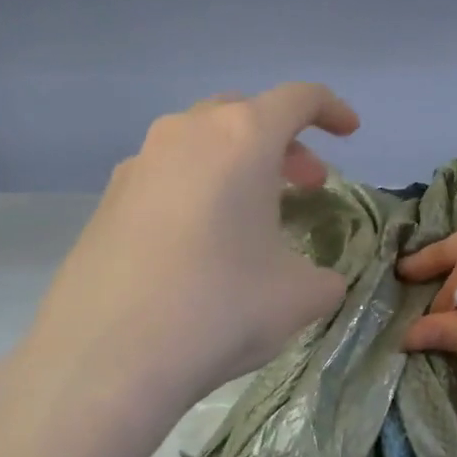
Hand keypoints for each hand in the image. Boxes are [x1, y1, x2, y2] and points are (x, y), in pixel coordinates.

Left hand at [0, 84, 358, 456]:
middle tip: (306, 185)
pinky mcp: (107, 201)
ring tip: (255, 216)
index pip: (298, 98)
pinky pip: (167, 177)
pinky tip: (202, 244)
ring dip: (238, 165)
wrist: (106, 358)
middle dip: (284, 143)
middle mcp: (186, 134)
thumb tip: (321, 281)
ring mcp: (139, 164)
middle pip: (245, 114)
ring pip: (201, 143)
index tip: (349, 134)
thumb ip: (325, 278)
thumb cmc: (221, 308)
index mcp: (241, 138)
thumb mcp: (300, 297)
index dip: (332, 110)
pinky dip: (198, 191)